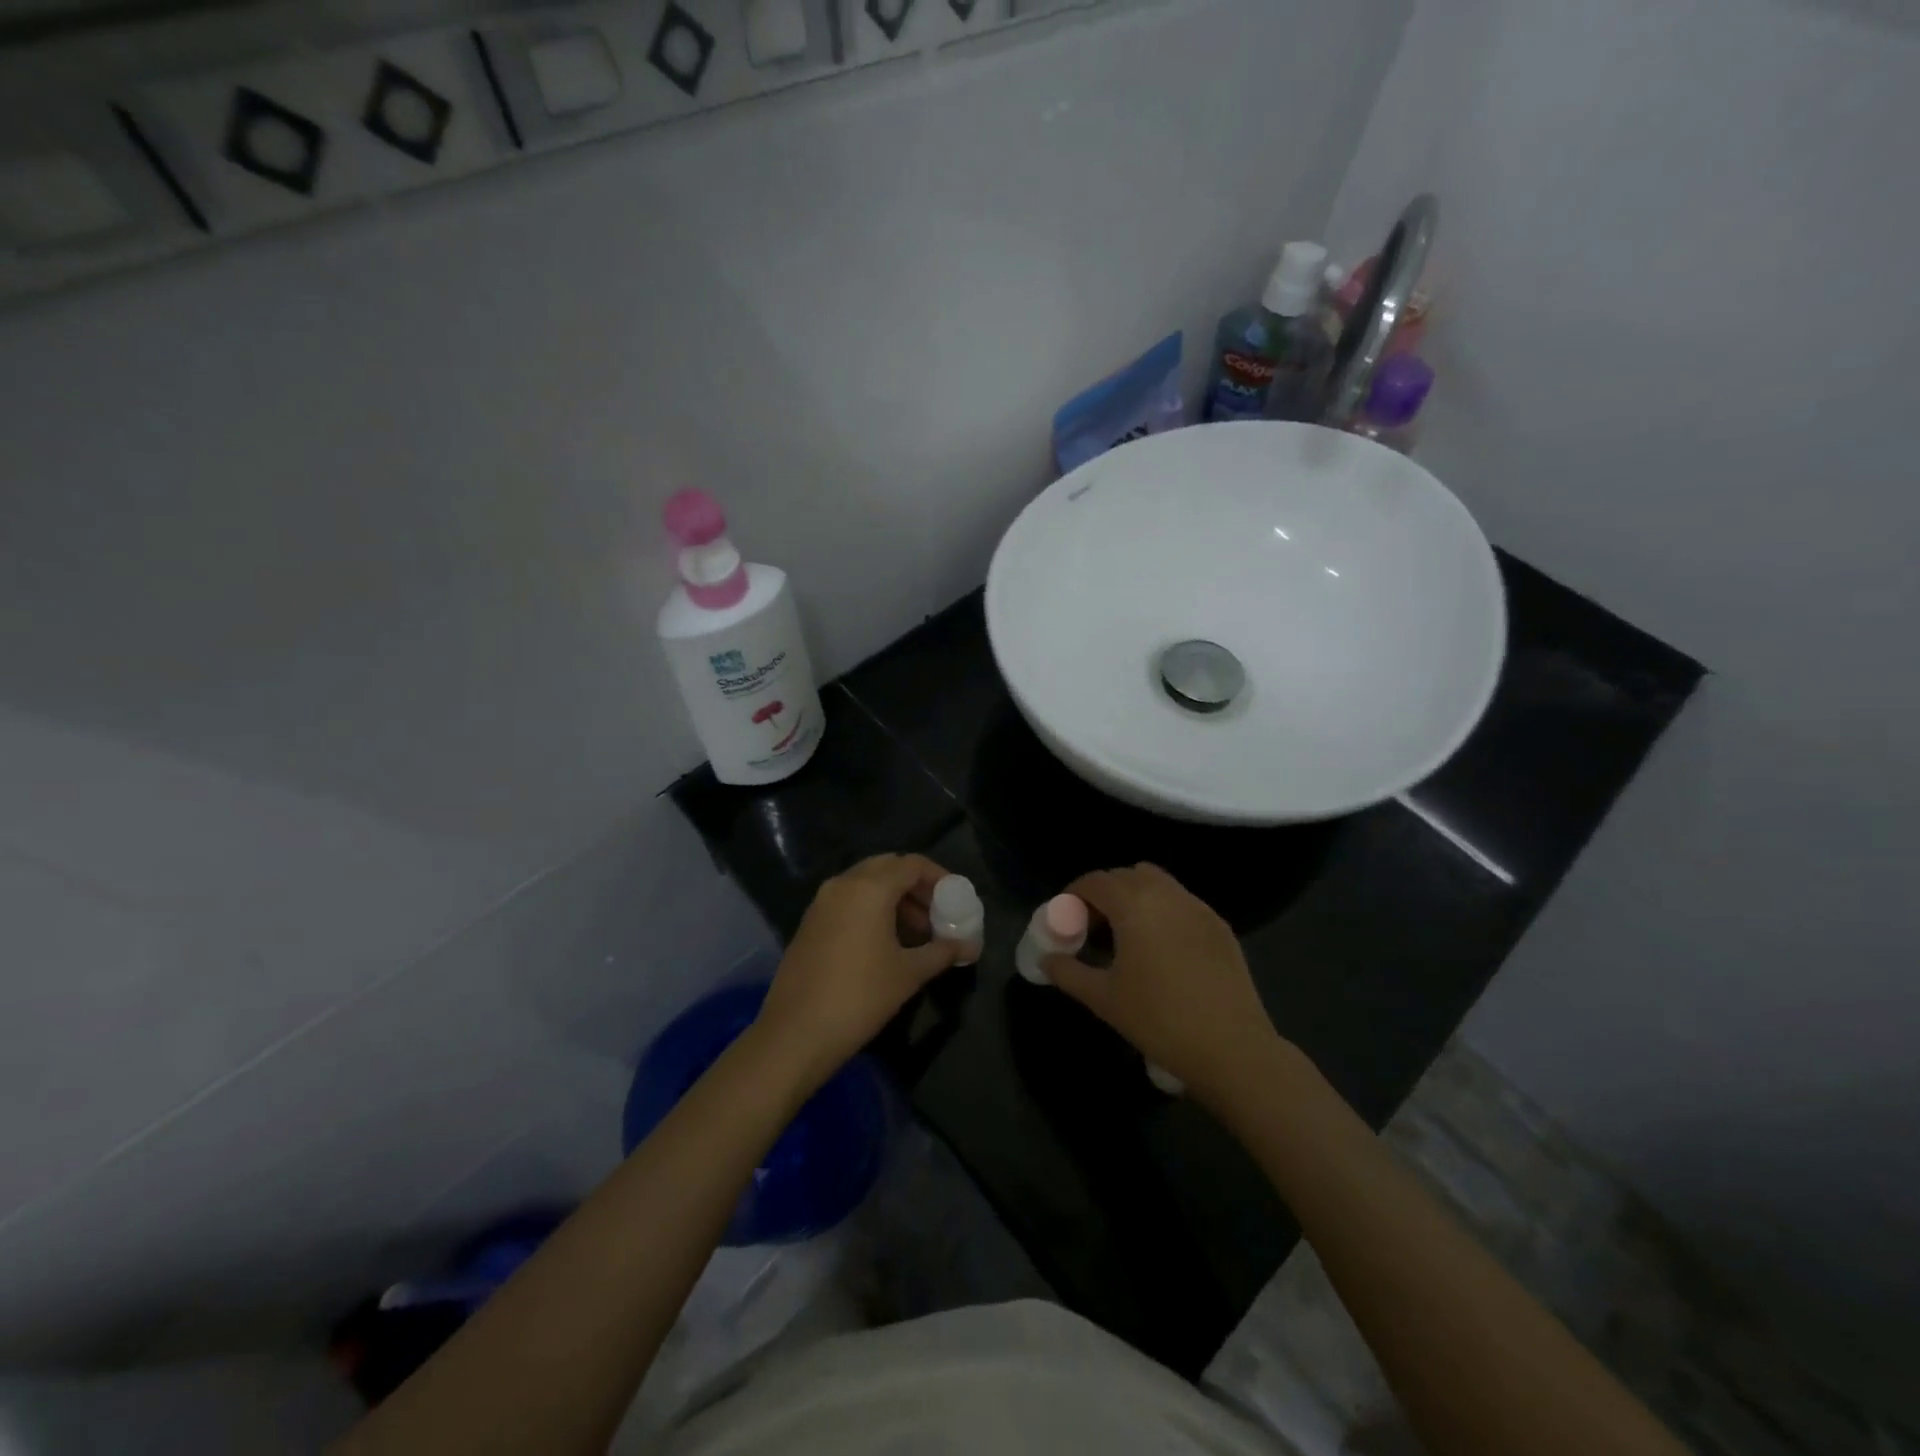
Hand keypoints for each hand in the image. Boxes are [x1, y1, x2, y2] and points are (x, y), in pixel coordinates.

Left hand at [754, 853, 963, 1089]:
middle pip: (887, 867)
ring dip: (893, 898)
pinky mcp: (809, 922)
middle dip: (915, 886)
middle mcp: (843, 884)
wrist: (796, 1033)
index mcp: (870, 888)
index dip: (938, 877)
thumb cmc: (860, 997)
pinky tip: (883, 942)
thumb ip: (943, 952)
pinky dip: (869, 908)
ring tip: (914, 933)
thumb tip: (971, 947)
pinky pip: (847, 900)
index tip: (955, 899)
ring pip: (864, 883)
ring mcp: (821, 902)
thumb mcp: (909, 974)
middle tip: (935, 914)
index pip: (912, 864)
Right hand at [1043, 863, 1283, 1111]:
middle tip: (1092, 926)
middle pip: (1126, 875)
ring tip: (1126, 933)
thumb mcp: (1103, 998)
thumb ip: (1068, 972)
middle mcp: (1166, 894)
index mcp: (1134, 905)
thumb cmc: (1159, 1019)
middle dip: (1104, 893)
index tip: (1064, 918)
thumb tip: (1046, 959)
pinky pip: (1182, 902)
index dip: (1074, 894)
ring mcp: (1198, 907)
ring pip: (1158, 883)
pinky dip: (1163, 910)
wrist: (1232, 1048)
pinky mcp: (1219, 926)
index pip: (1095, 881)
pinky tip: (1161, 947)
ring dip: (1135, 896)